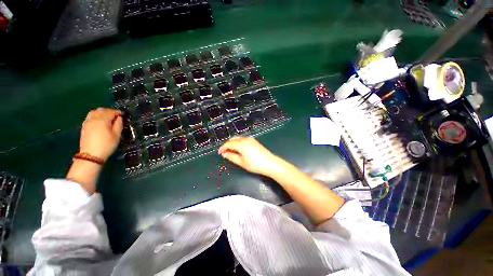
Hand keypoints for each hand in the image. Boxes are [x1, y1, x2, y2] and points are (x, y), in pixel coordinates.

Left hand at [79, 108, 122, 161]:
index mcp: (103, 120)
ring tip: (107, 118)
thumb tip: (119, 118)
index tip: (123, 115)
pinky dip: (96, 116)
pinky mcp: (84, 126)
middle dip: (109, 111)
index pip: (111, 112)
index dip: (118, 112)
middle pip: (101, 110)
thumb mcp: (117, 135)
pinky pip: (90, 117)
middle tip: (116, 117)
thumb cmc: (107, 145)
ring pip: (94, 112)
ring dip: (101, 113)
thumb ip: (118, 125)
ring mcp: (87, 122)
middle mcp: (94, 118)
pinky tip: (100, 122)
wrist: (91, 155)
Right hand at [218, 137, 284, 176]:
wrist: (270, 163)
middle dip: (228, 145)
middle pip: (233, 139)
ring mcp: (251, 139)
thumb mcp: (241, 162)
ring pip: (238, 139)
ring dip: (233, 144)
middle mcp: (245, 139)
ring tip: (231, 152)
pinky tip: (239, 150)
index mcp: (241, 143)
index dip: (223, 148)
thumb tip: (225, 154)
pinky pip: (243, 140)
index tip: (219, 153)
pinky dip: (239, 143)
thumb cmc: (255, 164)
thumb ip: (231, 157)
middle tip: (224, 152)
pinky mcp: (254, 141)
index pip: (228, 143)